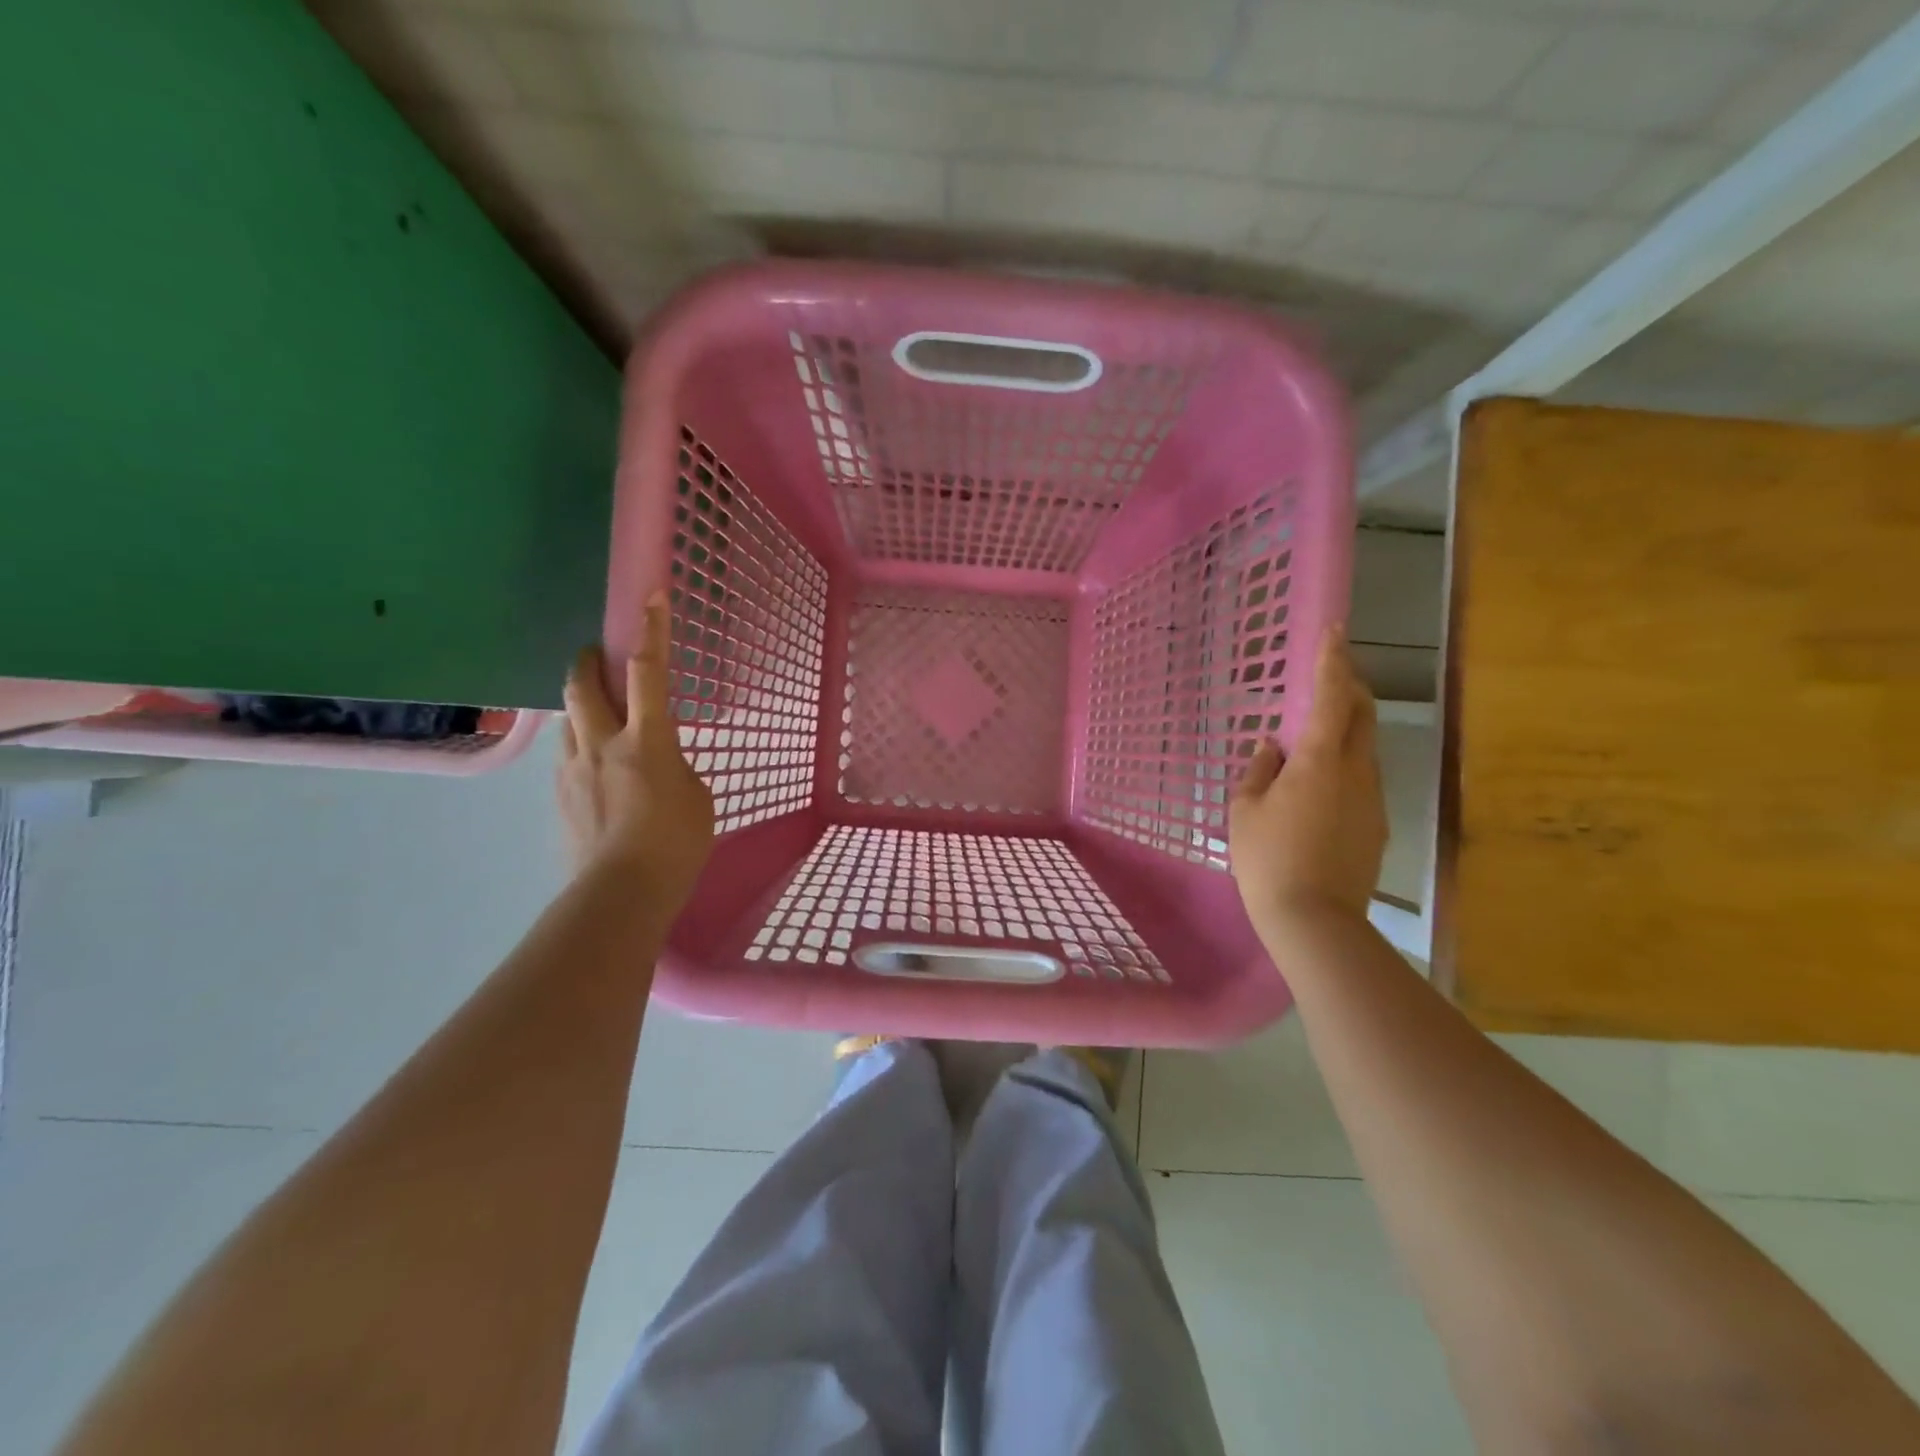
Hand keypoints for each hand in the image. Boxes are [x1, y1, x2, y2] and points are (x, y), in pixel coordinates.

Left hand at [559, 591, 714, 906]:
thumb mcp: (697, 797)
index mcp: (647, 740)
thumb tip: (657, 762)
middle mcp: (602, 743)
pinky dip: (581, 745)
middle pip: (584, 684)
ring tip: (600, 717)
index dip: (652, 630)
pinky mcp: (558, 795)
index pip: (649, 672)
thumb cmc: (676, 844)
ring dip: (583, 705)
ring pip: (569, 718)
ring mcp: (573, 768)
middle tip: (597, 655)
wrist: (622, 893)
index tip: (652, 595)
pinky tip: (597, 768)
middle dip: (589, 660)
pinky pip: (568, 753)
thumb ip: (676, 766)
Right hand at [1229, 625, 1387, 932]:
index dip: (1333, 660)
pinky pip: (1362, 778)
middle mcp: (1357, 771)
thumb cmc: (1268, 858)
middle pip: (1362, 715)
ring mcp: (1373, 799)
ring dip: (1346, 728)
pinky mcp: (1377, 825)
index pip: (1331, 696)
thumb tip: (1273, 746)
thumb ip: (1259, 770)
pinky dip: (1345, 763)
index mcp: (1321, 760)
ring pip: (1365, 747)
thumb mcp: (1245, 810)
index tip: (1334, 630)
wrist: (1315, 920)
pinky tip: (1319, 785)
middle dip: (1349, 687)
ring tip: (1315, 734)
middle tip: (1330, 674)